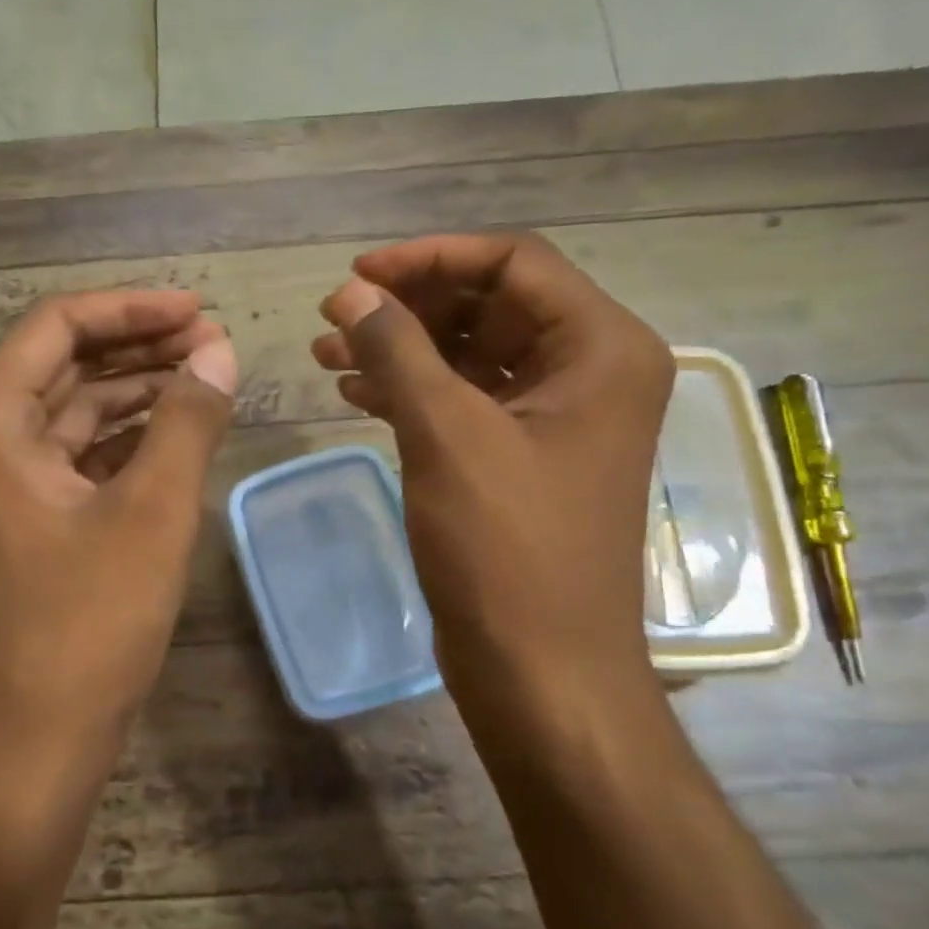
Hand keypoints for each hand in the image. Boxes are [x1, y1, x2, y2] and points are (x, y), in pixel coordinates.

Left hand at [0, 290, 236, 772]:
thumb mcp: (153, 511)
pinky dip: (126, 437)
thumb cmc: (88, 622)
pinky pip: (78, 453)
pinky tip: (178, 431)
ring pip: (75, 408)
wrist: (34, 739)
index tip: (199, 310)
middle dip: (140, 345)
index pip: (58, 325)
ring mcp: (2, 480)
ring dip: (138, 390)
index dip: (132, 308)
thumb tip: (220, 350)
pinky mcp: (27, 515)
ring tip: (208, 378)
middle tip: (214, 342)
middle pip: (65, 361)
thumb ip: (188, 419)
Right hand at [313, 233, 672, 716]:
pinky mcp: (521, 458)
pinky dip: (411, 391)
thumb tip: (351, 293)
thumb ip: (398, 351)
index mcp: (601, 349)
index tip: (356, 276)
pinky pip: (464, 401)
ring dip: (401, 348)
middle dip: (409, 305)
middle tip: (335, 316)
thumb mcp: (448, 435)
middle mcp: (589, 372)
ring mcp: (555, 419)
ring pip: (470, 354)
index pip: (514, 263)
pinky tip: (354, 392)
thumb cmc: (507, 549)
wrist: (541, 669)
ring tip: (327, 353)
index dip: (430, 259)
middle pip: (491, 304)